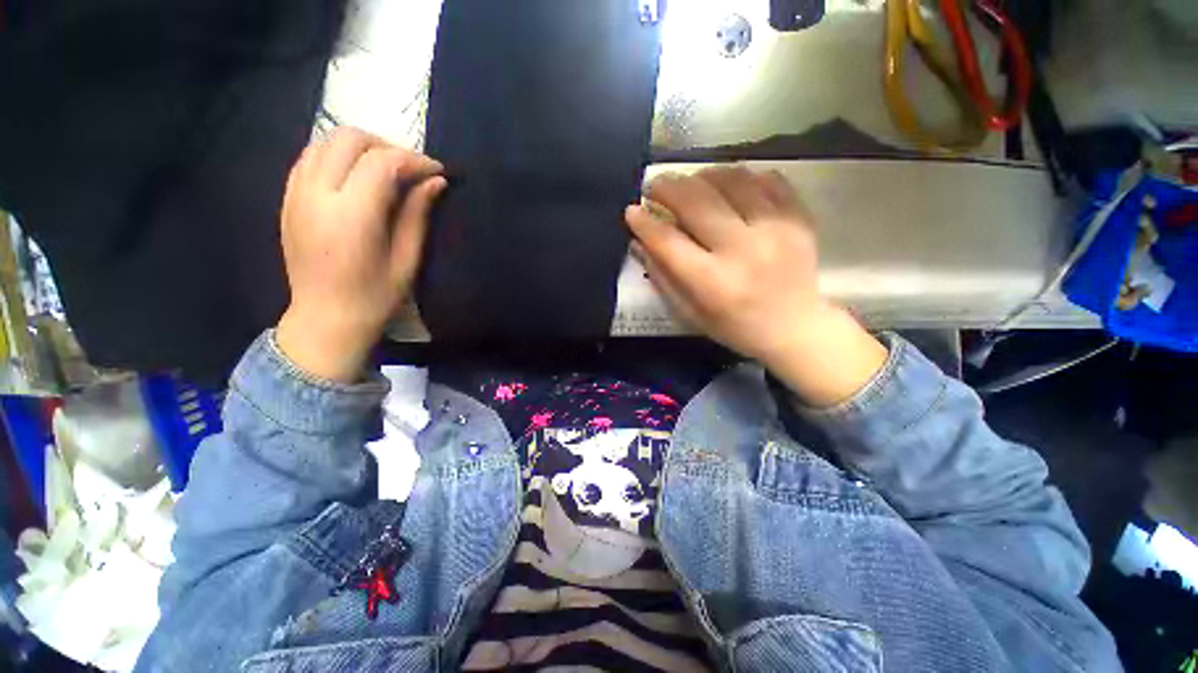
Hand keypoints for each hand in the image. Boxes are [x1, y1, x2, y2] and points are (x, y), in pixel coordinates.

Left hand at [276, 127, 446, 382]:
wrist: (326, 318)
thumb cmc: (375, 296)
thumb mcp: (407, 259)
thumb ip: (418, 215)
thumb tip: (435, 182)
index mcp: (351, 216)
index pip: (383, 163)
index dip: (414, 160)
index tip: (437, 171)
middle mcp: (316, 195)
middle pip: (349, 139)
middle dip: (387, 145)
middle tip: (411, 168)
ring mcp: (295, 194)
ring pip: (325, 141)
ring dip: (361, 147)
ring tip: (386, 169)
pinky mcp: (287, 199)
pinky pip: (309, 158)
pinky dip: (337, 155)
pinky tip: (356, 175)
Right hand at [624, 167, 887, 406]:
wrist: (795, 329)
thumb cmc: (735, 327)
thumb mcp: (690, 312)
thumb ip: (662, 276)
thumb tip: (638, 240)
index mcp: (713, 282)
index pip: (668, 241)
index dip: (645, 222)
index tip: (632, 210)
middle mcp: (743, 250)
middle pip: (697, 201)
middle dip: (668, 187)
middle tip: (655, 186)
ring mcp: (776, 229)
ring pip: (732, 180)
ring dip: (702, 176)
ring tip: (691, 183)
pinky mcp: (799, 218)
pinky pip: (767, 179)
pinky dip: (742, 177)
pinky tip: (729, 187)